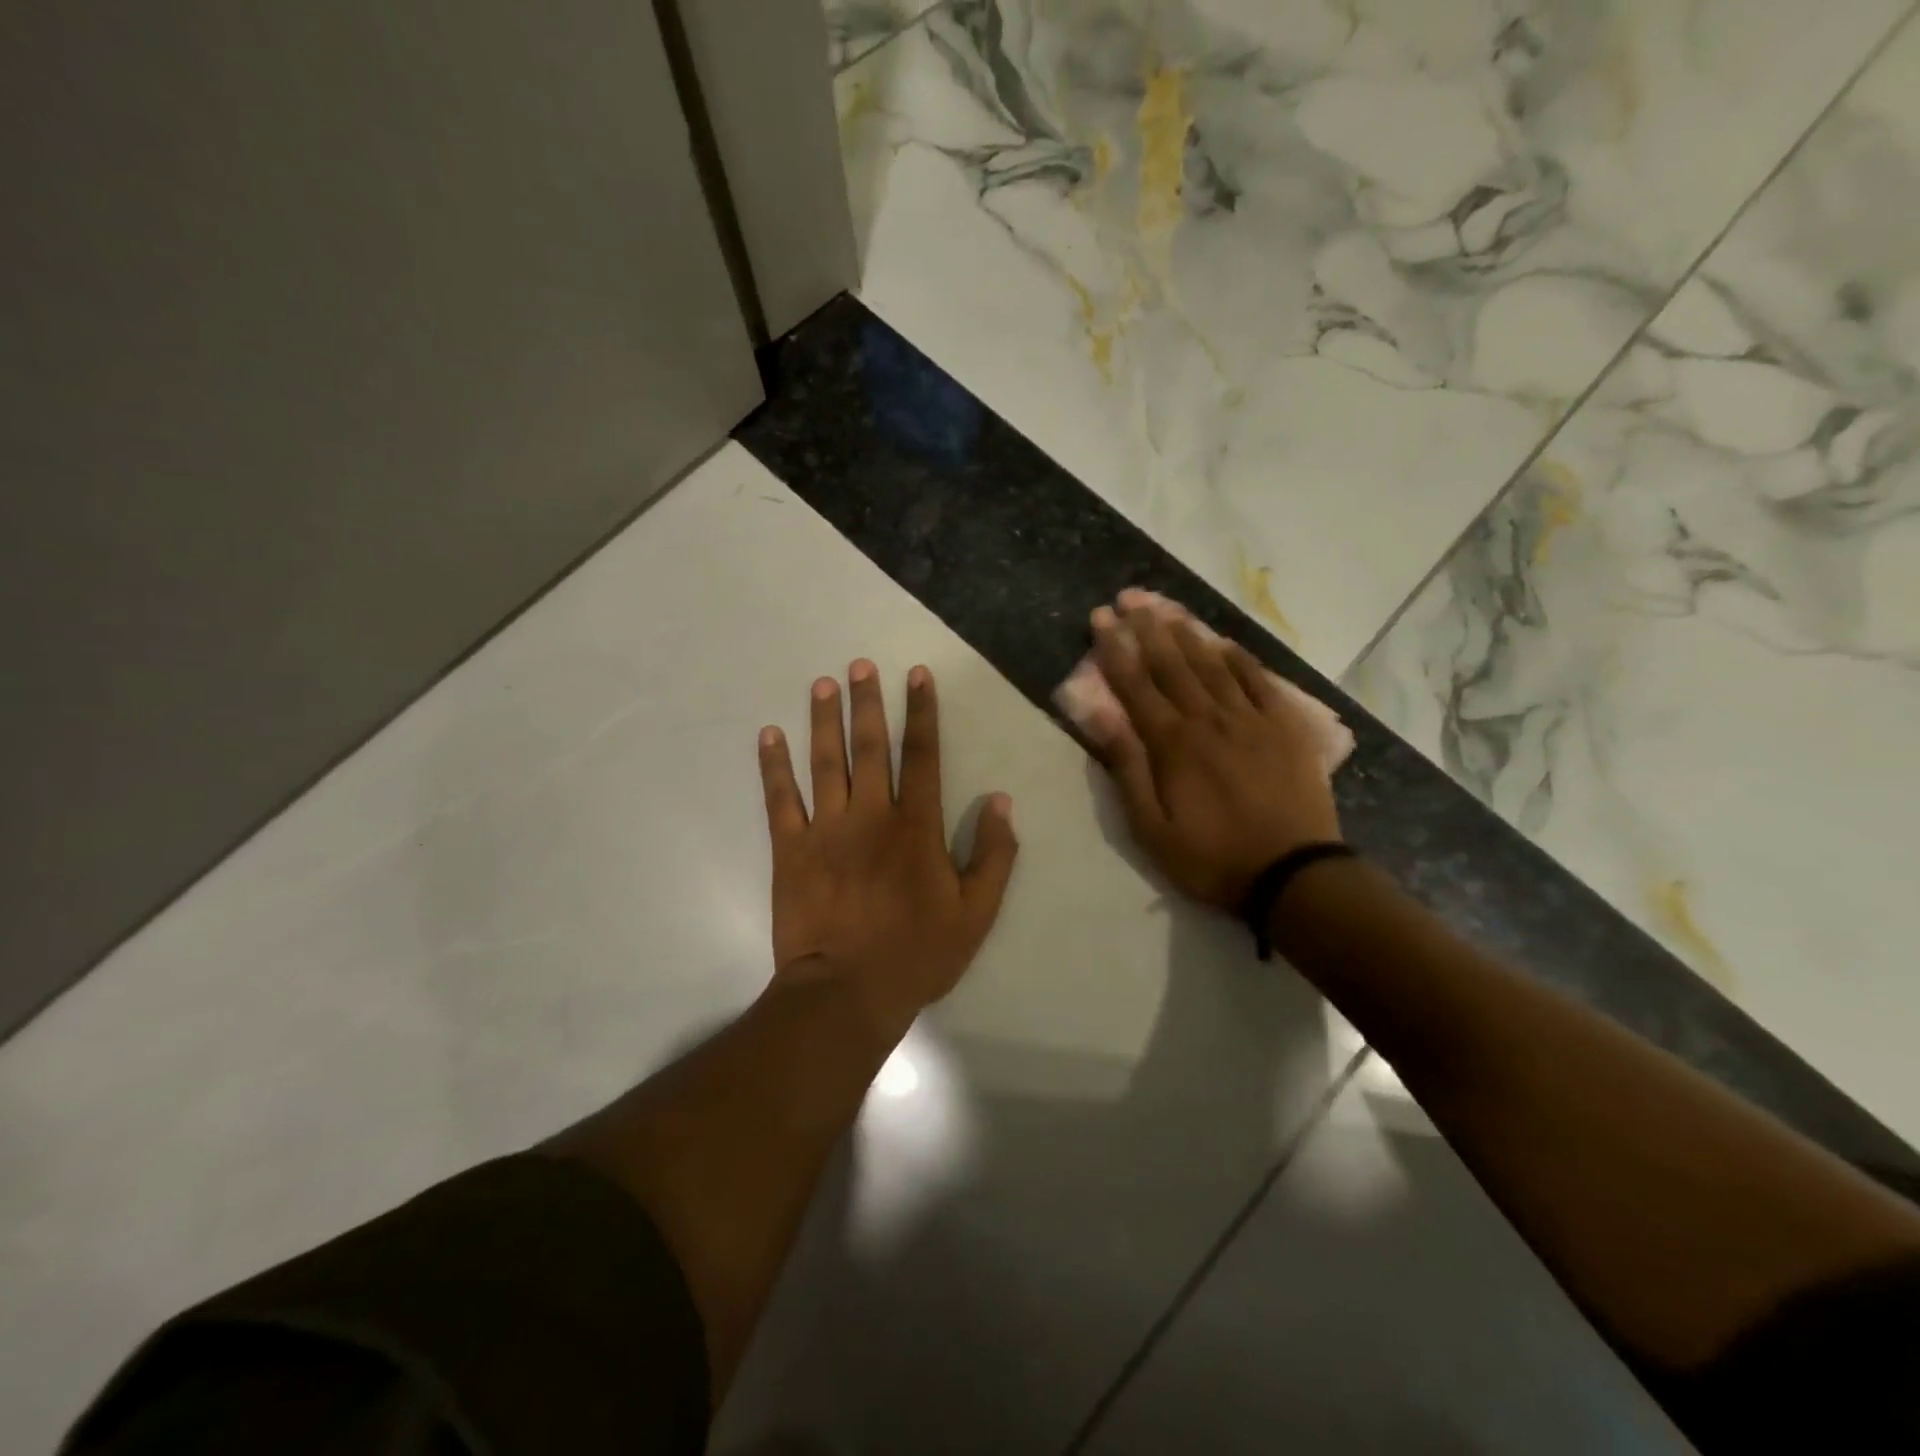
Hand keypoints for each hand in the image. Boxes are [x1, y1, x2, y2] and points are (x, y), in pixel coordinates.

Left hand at [757, 660, 1019, 1032]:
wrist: (847, 992)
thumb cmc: (917, 954)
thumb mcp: (976, 913)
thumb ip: (993, 855)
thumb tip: (1000, 801)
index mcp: (916, 826)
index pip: (923, 755)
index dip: (922, 712)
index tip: (917, 675)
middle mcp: (871, 815)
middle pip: (870, 747)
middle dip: (867, 702)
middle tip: (860, 665)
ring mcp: (826, 829)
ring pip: (825, 762)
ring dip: (823, 720)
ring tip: (822, 683)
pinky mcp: (790, 849)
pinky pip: (779, 798)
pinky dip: (773, 765)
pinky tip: (768, 734)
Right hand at [1085, 602, 1341, 909]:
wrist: (1294, 874)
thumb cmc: (1212, 858)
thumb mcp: (1152, 828)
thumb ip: (1127, 768)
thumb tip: (1102, 716)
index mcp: (1173, 744)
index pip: (1136, 685)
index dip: (1115, 648)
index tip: (1100, 618)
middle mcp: (1209, 719)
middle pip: (1172, 664)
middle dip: (1147, 628)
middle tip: (1129, 598)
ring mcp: (1252, 719)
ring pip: (1213, 664)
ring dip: (1187, 633)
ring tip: (1168, 608)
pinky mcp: (1286, 726)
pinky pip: (1260, 680)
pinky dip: (1240, 657)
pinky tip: (1224, 641)